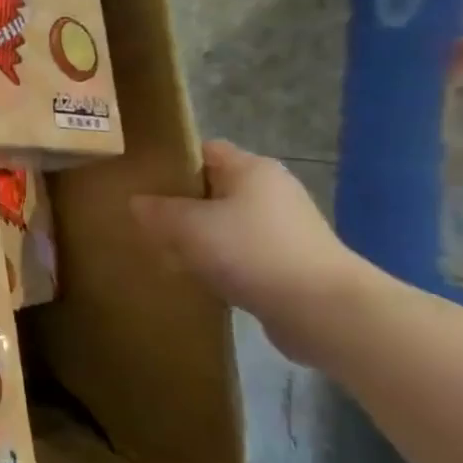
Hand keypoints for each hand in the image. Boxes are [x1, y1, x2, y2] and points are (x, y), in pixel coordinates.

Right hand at [131, 140, 376, 365]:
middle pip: (213, 189)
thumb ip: (157, 211)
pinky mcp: (291, 263)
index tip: (141, 182)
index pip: (203, 151)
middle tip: (146, 221)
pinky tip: (198, 279)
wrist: (325, 312)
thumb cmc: (252, 251)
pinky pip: (242, 254)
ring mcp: (285, 229)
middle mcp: (271, 191)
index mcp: (251, 168)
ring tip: (166, 253)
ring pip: (226, 224)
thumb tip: (136, 202)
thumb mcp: (188, 227)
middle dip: (180, 205)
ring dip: (199, 238)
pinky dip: (220, 263)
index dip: (170, 162)